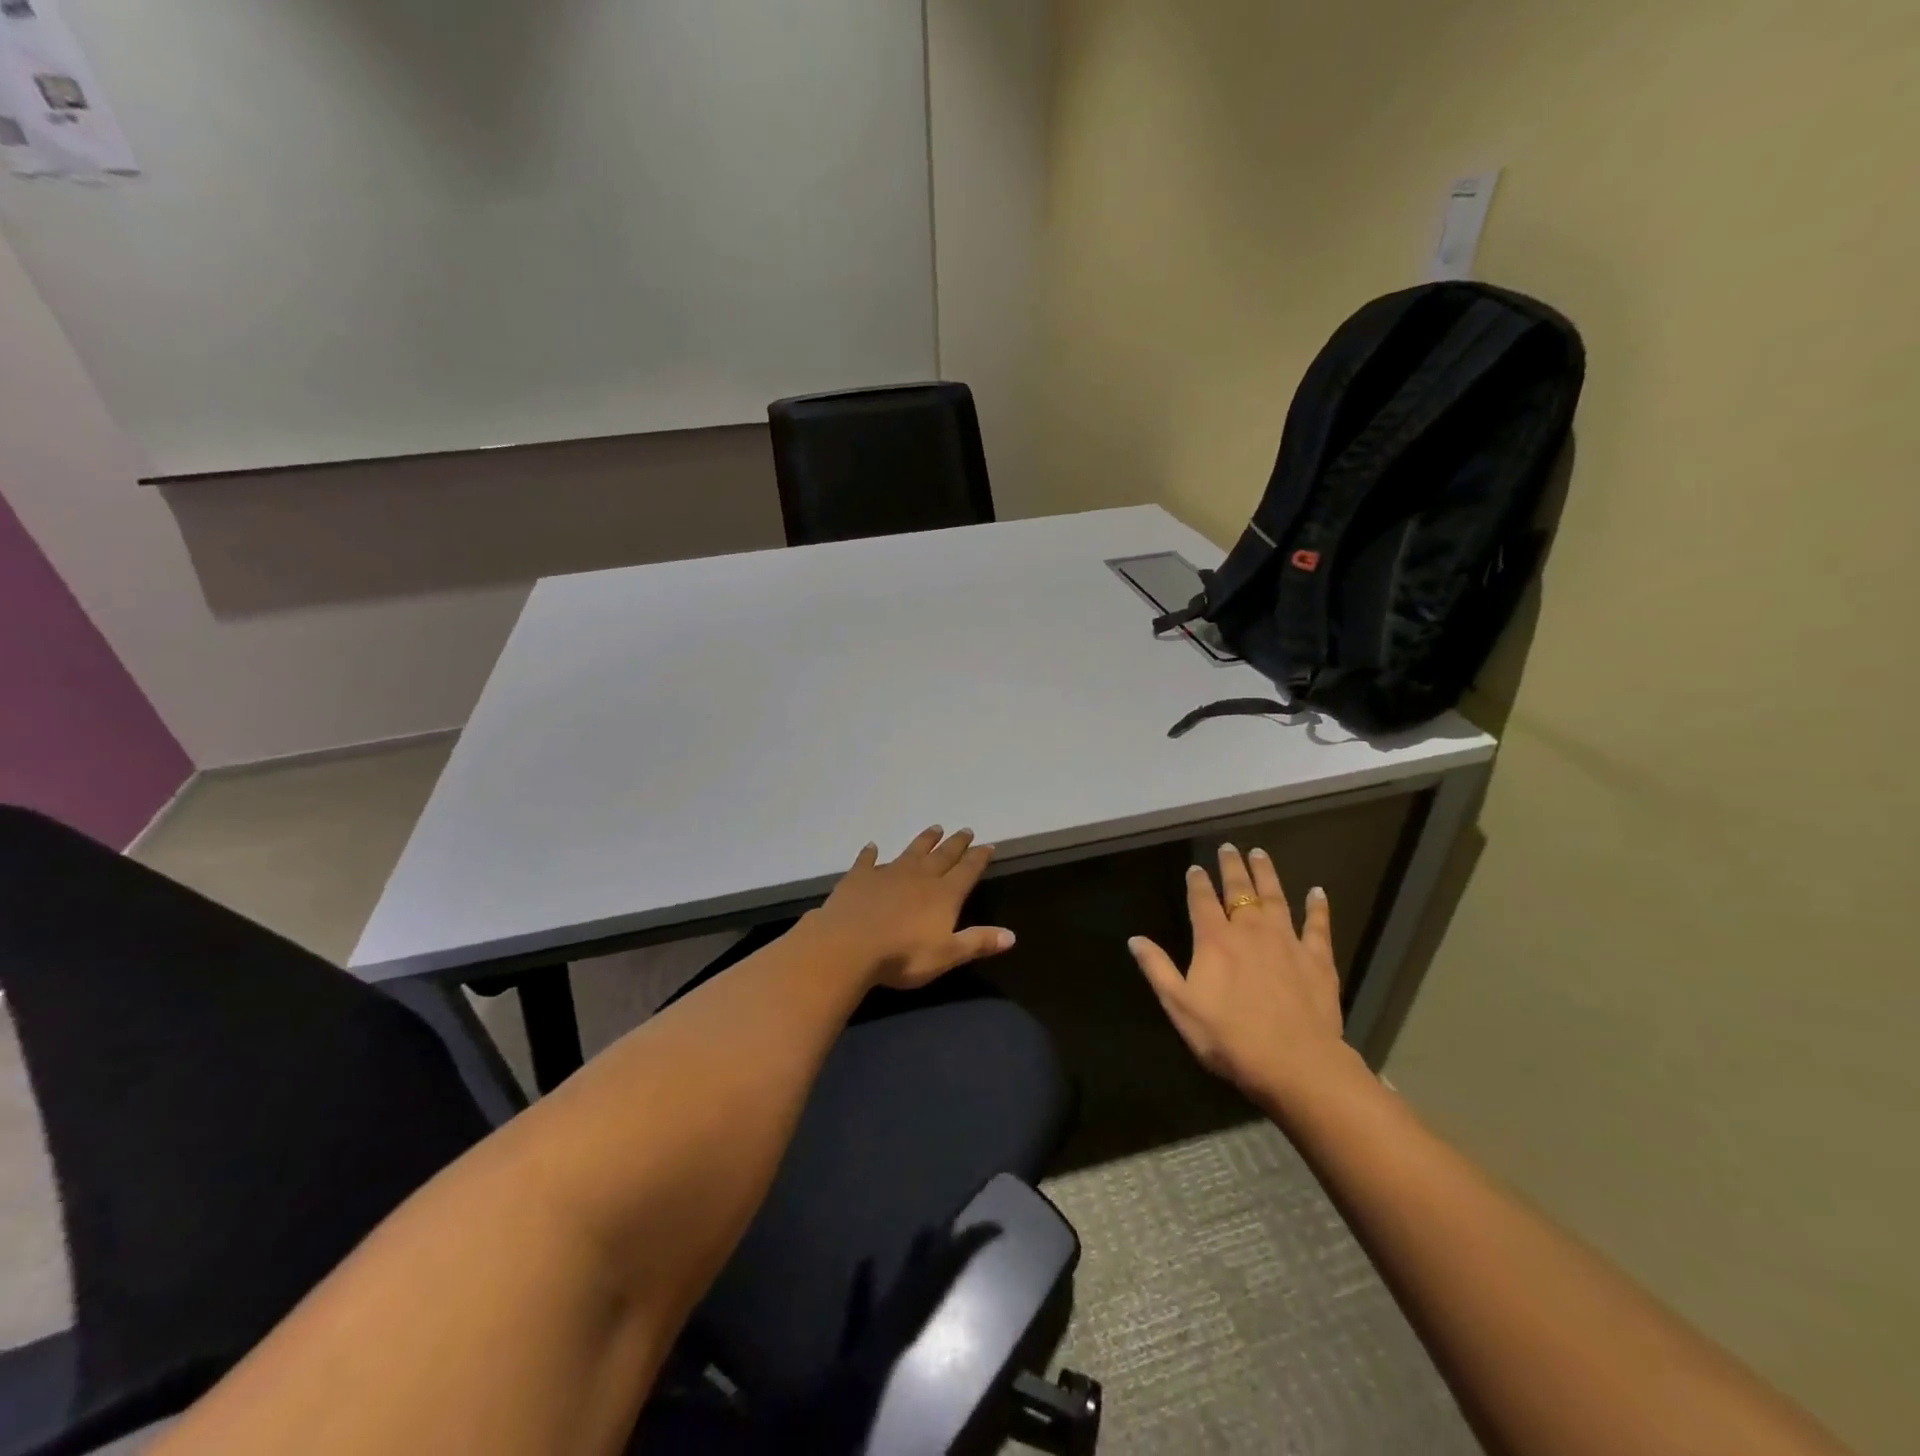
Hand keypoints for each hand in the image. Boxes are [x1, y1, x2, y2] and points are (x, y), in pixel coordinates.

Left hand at [809, 827, 1014, 990]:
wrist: (849, 945)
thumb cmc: (903, 955)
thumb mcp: (947, 954)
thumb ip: (978, 942)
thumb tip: (1012, 936)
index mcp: (943, 895)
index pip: (967, 871)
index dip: (978, 858)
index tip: (987, 845)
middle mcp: (919, 877)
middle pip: (942, 855)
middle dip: (956, 844)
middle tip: (965, 830)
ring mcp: (888, 873)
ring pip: (911, 851)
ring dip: (924, 840)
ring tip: (935, 828)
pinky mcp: (859, 877)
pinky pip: (867, 861)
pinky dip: (870, 853)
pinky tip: (871, 846)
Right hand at [1129, 844, 1356, 1109]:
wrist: (1295, 1063)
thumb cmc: (1229, 1037)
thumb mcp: (1180, 1007)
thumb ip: (1157, 969)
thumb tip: (1134, 939)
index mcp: (1214, 940)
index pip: (1201, 901)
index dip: (1196, 882)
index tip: (1195, 868)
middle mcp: (1250, 930)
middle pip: (1239, 890)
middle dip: (1232, 867)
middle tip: (1229, 847)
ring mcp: (1287, 941)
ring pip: (1275, 898)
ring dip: (1267, 874)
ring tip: (1260, 853)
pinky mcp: (1317, 959)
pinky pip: (1318, 926)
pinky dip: (1318, 907)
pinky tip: (1318, 892)